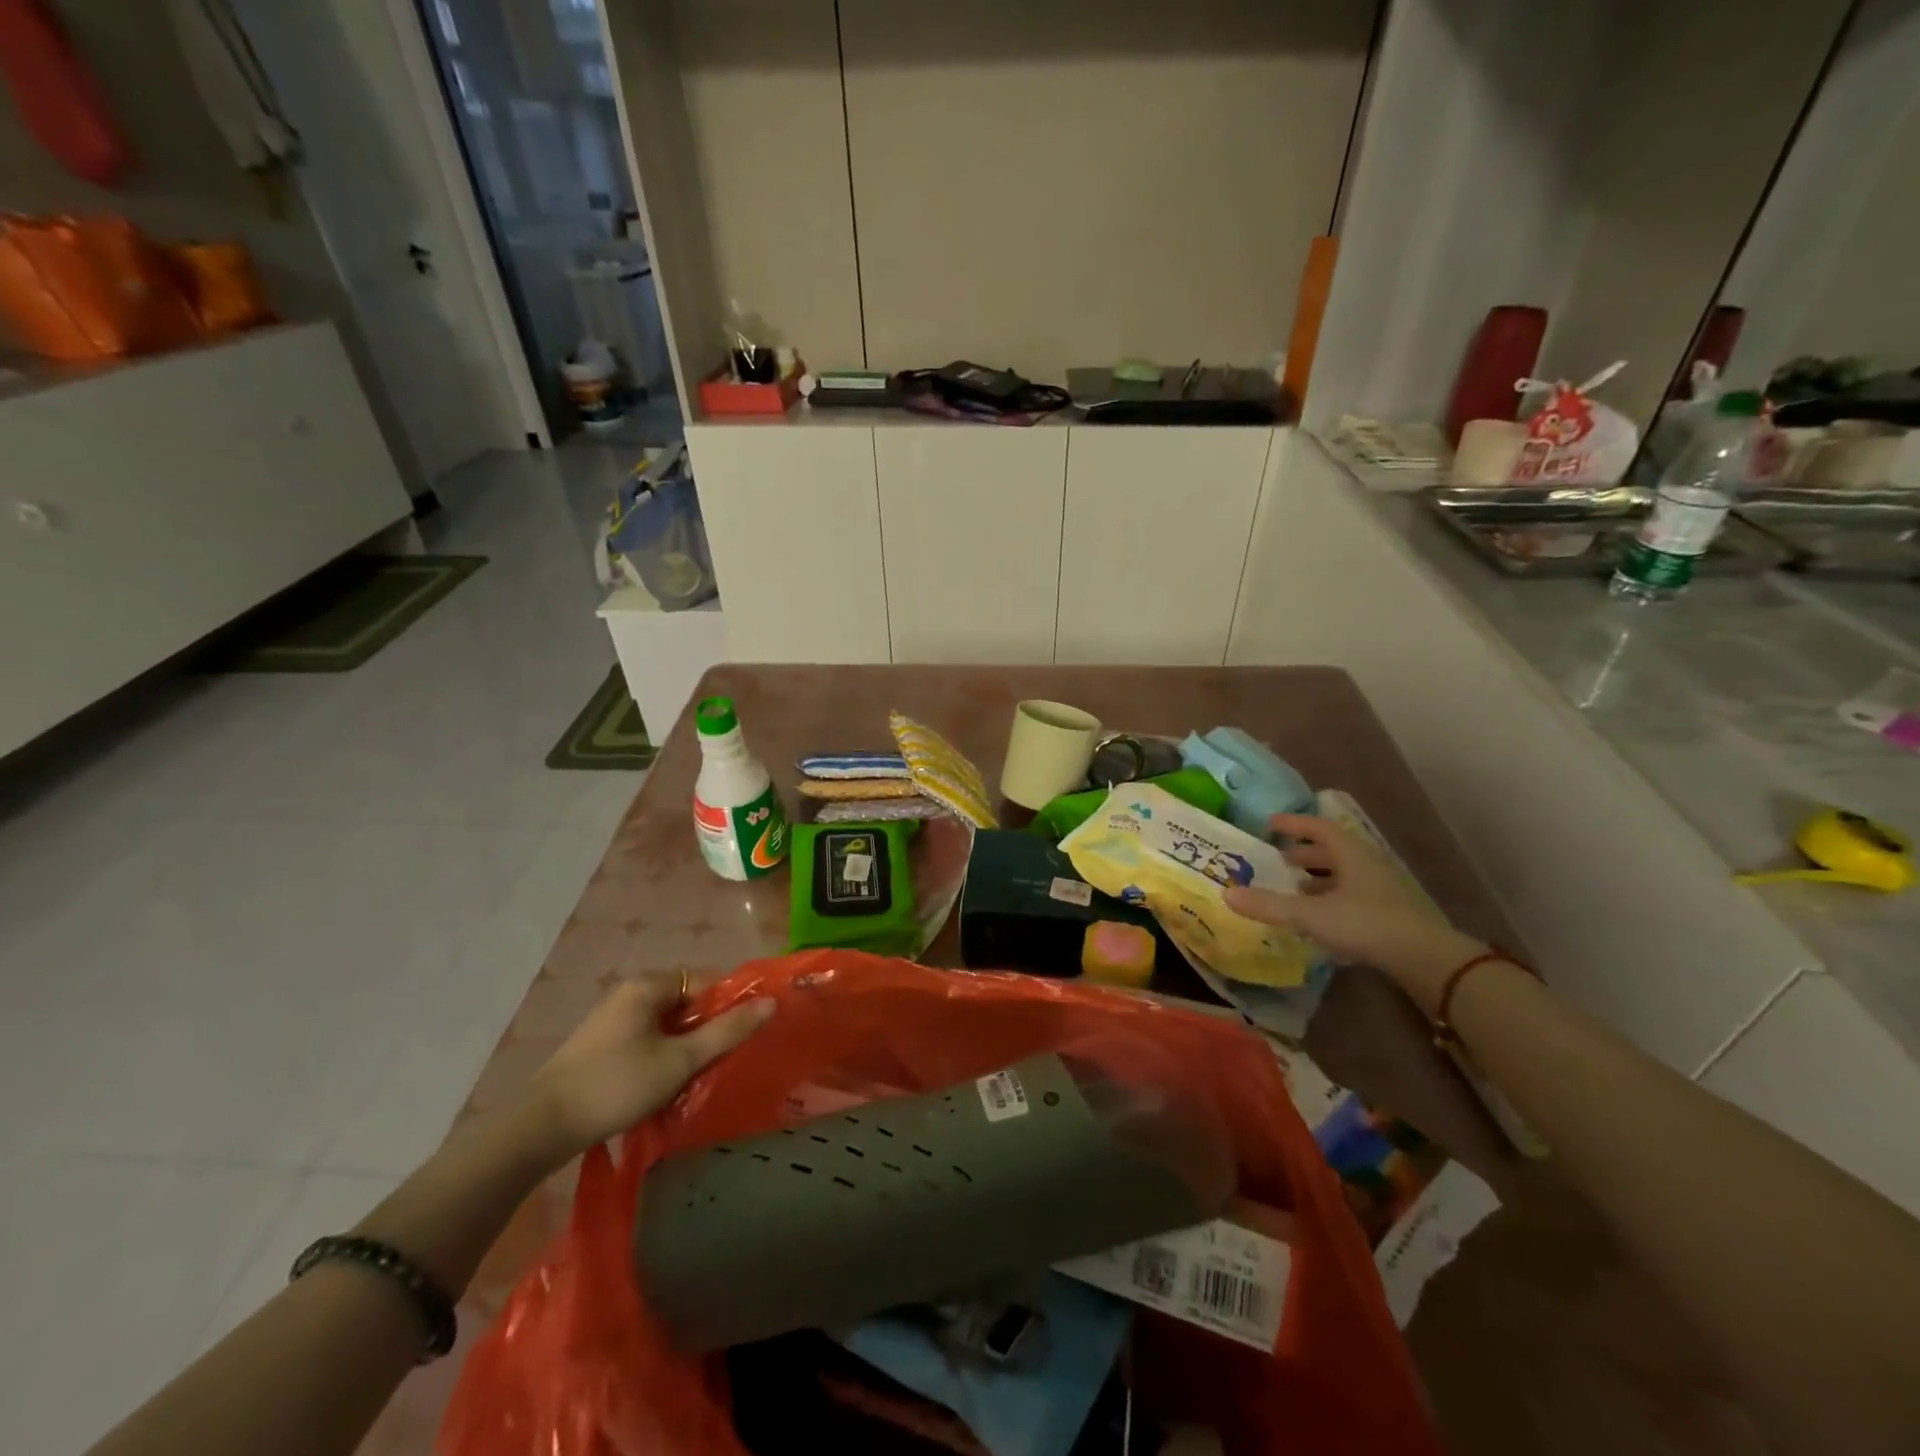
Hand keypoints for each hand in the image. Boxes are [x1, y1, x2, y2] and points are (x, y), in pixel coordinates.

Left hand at [525, 972, 774, 1161]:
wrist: (541, 1128)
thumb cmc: (617, 1085)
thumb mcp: (680, 1060)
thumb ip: (727, 1031)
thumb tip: (771, 1002)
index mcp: (649, 985)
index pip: (707, 981)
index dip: (730, 1005)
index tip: (743, 1036)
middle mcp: (631, 992)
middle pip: (687, 1002)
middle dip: (707, 1030)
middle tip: (721, 1062)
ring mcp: (613, 1018)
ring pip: (668, 1024)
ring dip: (685, 1047)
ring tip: (697, 1077)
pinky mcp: (602, 1044)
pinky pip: (648, 1039)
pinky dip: (663, 1055)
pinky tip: (666, 1085)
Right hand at [1223, 813, 1481, 1011]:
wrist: (1424, 958)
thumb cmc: (1365, 923)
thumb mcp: (1310, 914)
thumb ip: (1269, 905)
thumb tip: (1227, 895)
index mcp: (1350, 854)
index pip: (1318, 828)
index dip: (1293, 823)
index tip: (1270, 823)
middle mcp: (1366, 865)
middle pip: (1332, 851)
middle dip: (1303, 854)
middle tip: (1277, 859)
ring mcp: (1381, 890)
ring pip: (1343, 875)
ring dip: (1317, 878)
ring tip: (1293, 888)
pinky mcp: (1388, 914)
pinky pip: (1351, 896)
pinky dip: (1330, 898)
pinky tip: (1318, 916)